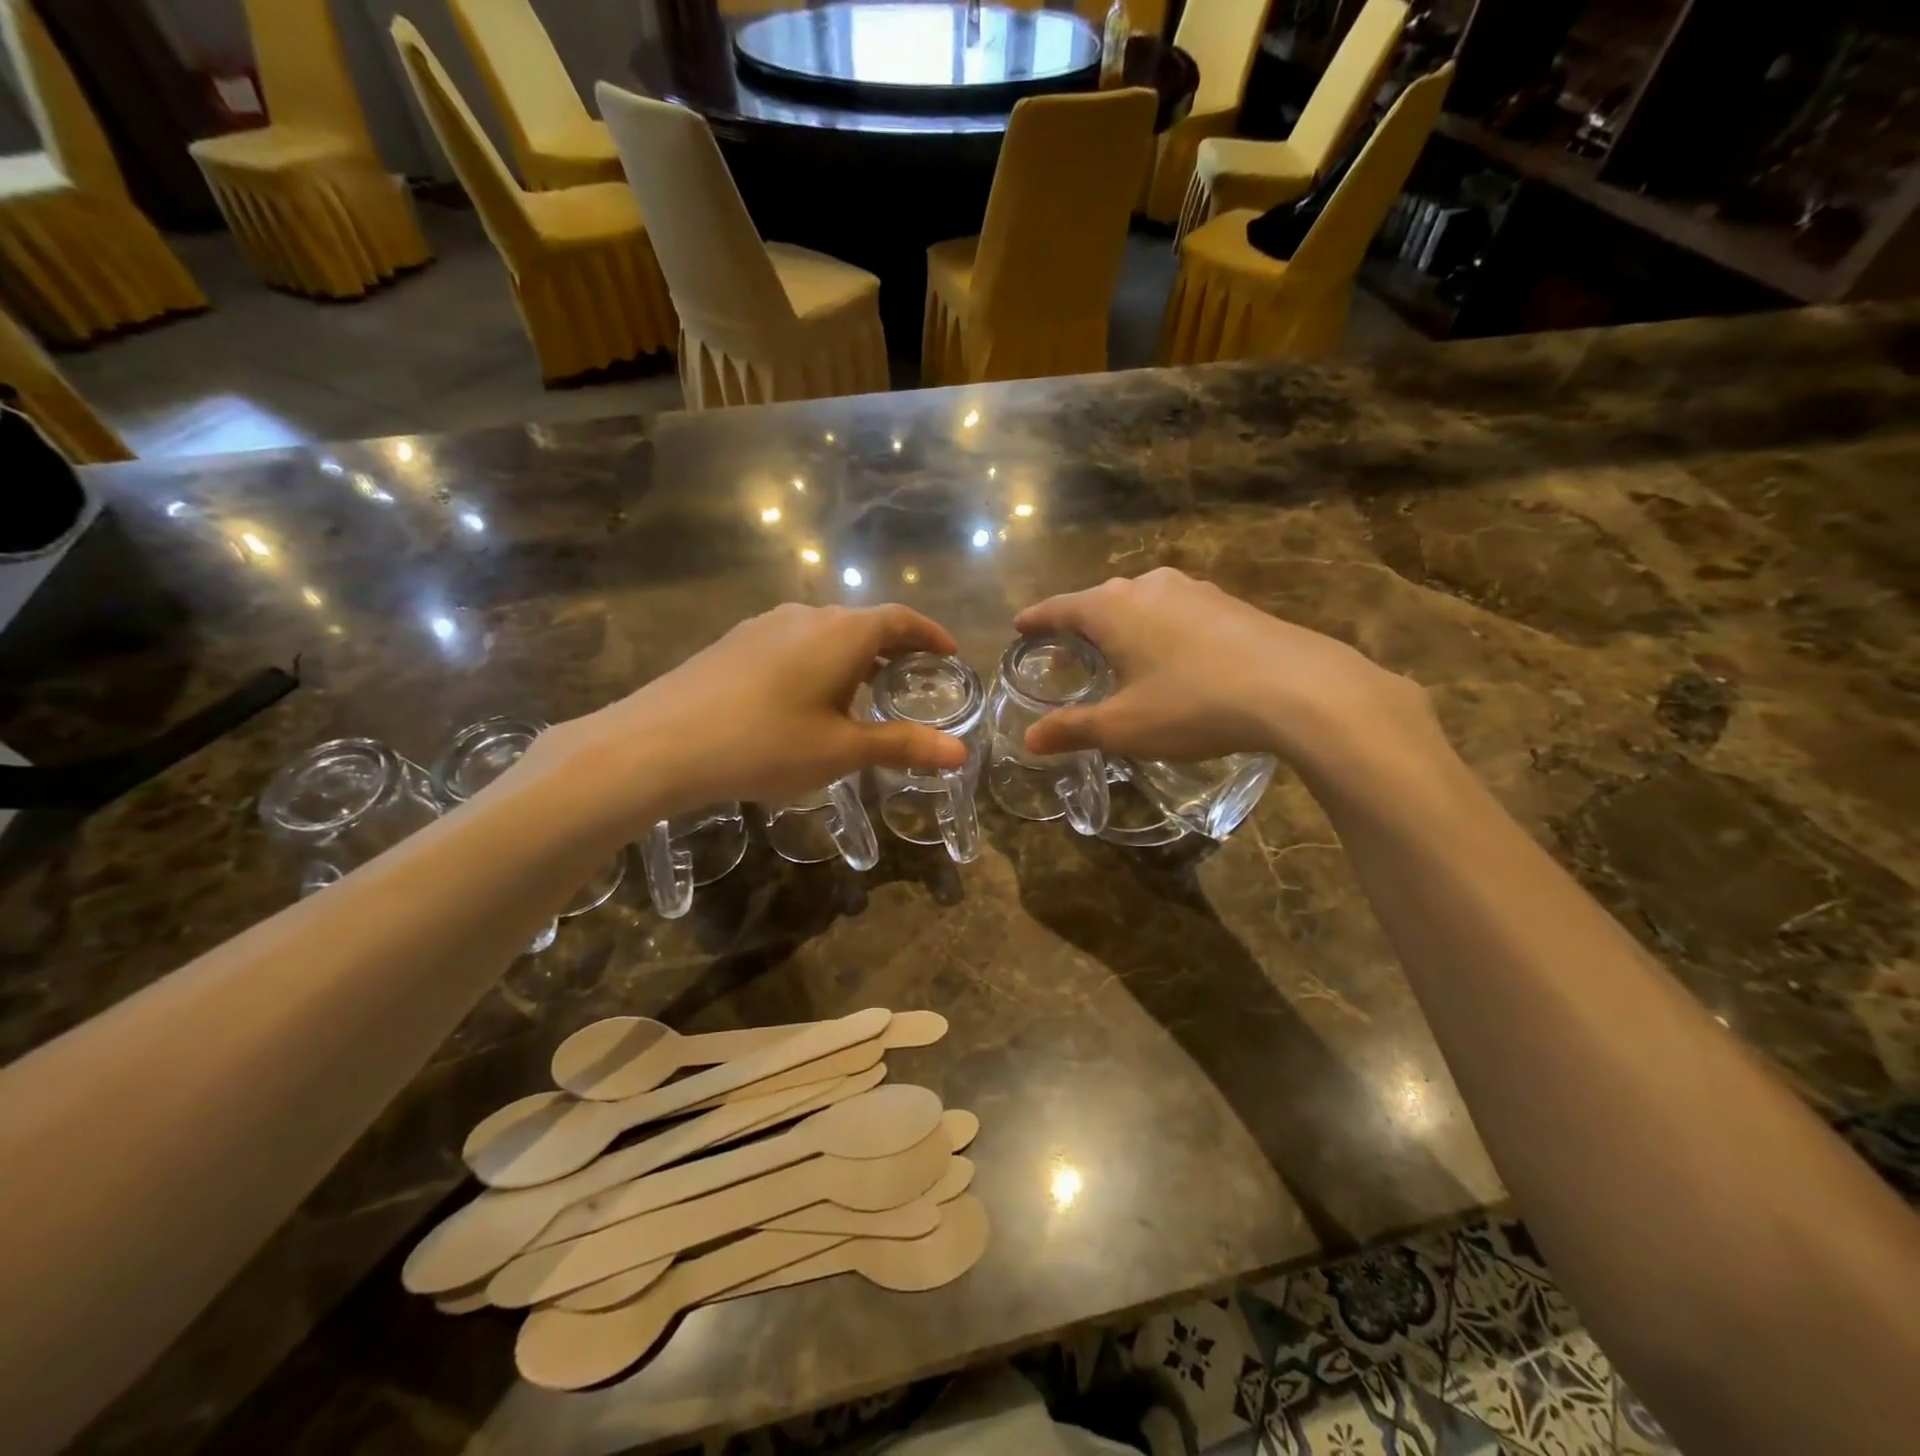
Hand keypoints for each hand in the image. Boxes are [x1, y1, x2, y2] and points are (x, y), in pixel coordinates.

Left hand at [534, 604, 967, 833]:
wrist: (659, 742)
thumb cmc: (765, 744)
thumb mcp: (841, 750)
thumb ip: (903, 745)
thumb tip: (960, 754)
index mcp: (843, 633)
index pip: (900, 620)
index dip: (930, 634)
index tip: (949, 653)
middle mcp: (807, 616)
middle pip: (864, 622)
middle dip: (895, 647)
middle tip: (913, 679)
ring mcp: (765, 625)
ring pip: (826, 632)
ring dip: (854, 655)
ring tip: (865, 691)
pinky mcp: (735, 642)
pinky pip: (794, 643)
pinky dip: (819, 661)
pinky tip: (807, 697)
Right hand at [1015, 568, 1431, 770]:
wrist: (1296, 687)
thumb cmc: (1192, 704)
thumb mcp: (1124, 727)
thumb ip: (1074, 729)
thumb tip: (1030, 739)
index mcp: (1113, 609)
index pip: (1061, 608)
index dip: (1037, 619)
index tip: (1020, 625)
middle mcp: (1148, 587)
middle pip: (1101, 600)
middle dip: (1080, 622)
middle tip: (1068, 647)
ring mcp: (1194, 590)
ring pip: (1142, 602)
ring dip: (1124, 622)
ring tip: (1120, 649)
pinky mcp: (1229, 602)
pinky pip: (1177, 610)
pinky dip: (1160, 628)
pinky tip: (1173, 653)